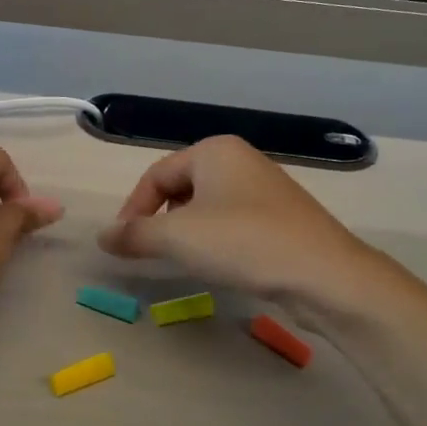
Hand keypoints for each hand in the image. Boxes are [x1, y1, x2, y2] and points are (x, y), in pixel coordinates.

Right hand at [99, 135, 384, 305]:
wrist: (325, 275)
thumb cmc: (243, 242)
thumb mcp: (177, 237)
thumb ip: (134, 234)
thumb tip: (102, 237)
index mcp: (214, 151)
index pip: (156, 175)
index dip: (133, 209)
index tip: (122, 244)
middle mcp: (240, 160)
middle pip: (181, 187)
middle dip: (159, 219)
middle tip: (148, 251)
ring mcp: (265, 188)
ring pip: (207, 206)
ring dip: (186, 231)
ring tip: (180, 259)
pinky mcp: (282, 217)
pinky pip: (232, 221)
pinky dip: (214, 239)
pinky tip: (218, 264)